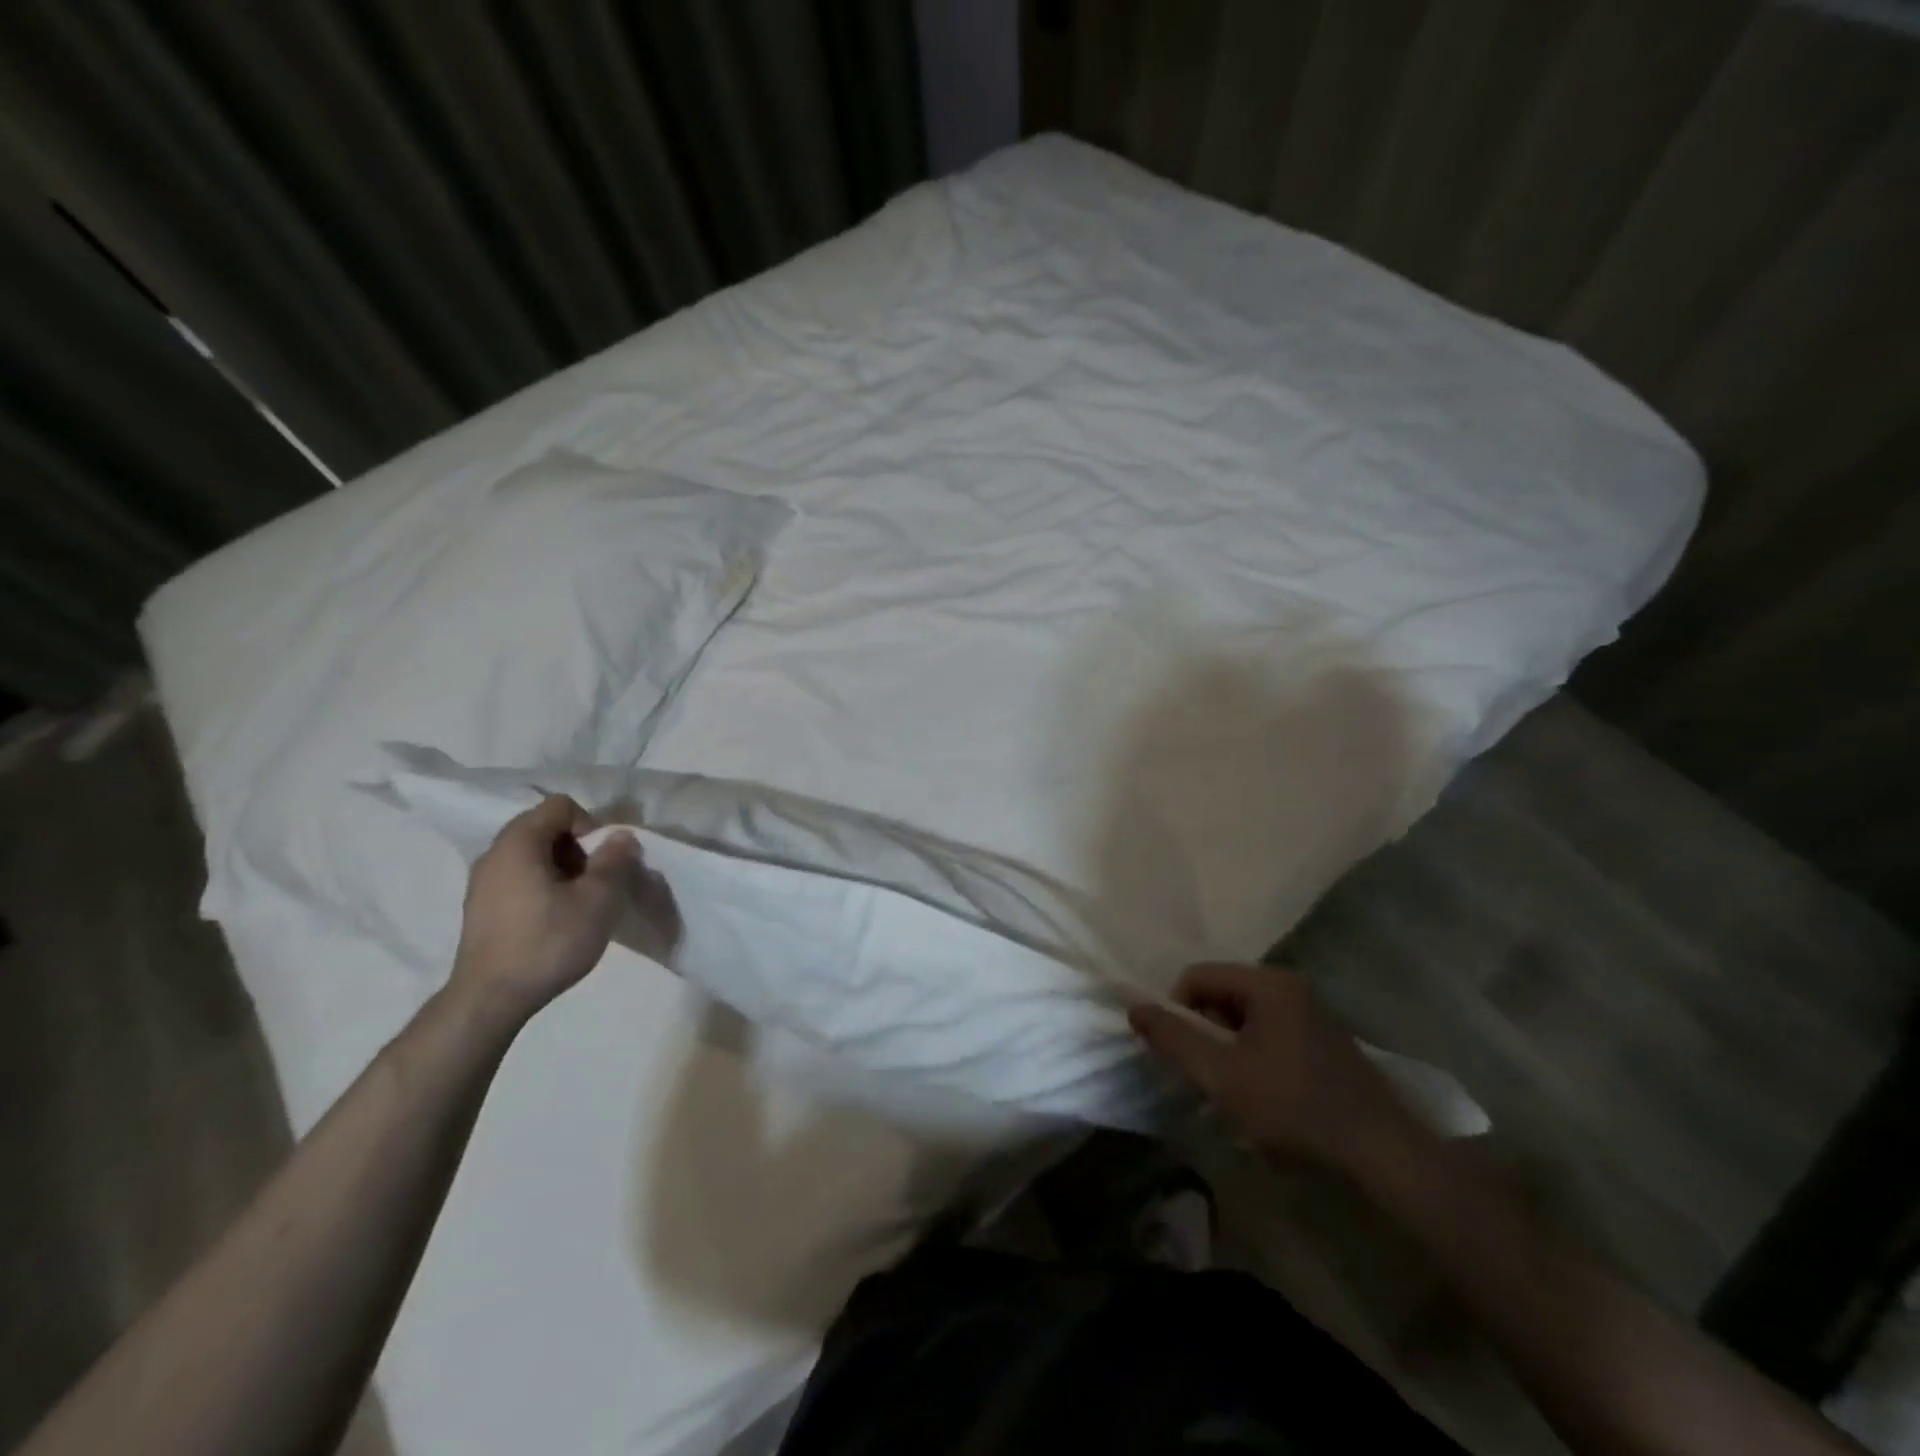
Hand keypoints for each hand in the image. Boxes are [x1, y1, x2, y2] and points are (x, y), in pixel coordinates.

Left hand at [448, 795, 640, 1024]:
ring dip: (564, 868)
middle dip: (579, 848)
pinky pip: (520, 878)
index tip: (603, 860)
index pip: (560, 806)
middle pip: (546, 828)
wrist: (490, 1001)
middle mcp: (494, 854)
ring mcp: (483, 882)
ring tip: (580, 903)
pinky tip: (556, 919)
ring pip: (533, 855)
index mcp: (518, 843)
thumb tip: (622, 837)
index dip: (591, 824)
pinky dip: (544, 886)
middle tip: (596, 881)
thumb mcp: (597, 900)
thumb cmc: (547, 943)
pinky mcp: (482, 908)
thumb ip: (615, 861)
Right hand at [1129, 963, 1416, 1173]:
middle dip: (1204, 1032)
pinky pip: (1271, 1034)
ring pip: (1245, 1018)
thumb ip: (1173, 1038)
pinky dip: (1255, 1058)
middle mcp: (1291, 986)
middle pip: (1221, 994)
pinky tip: (1264, 1098)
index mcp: (1267, 983)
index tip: (1179, 1054)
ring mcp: (1312, 1013)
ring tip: (1234, 1092)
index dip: (1177, 1010)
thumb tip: (1134, 1007)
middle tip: (1205, 1075)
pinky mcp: (1325, 1042)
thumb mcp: (1221, 1074)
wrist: (1381, 1154)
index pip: (1197, 976)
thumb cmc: (1293, 1106)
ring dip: (1228, 1049)